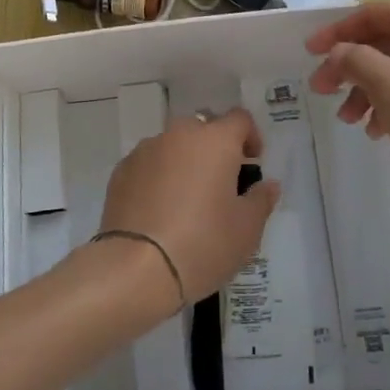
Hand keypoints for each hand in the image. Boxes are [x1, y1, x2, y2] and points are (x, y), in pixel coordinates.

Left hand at [98, 109, 281, 302]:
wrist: (134, 269)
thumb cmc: (202, 244)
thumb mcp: (246, 229)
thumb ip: (261, 200)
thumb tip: (267, 185)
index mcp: (215, 141)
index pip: (239, 119)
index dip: (250, 137)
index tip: (252, 163)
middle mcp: (179, 135)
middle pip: (204, 128)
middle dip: (215, 148)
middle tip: (220, 183)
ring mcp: (146, 150)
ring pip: (173, 145)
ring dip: (185, 161)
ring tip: (187, 200)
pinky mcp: (121, 172)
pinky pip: (149, 164)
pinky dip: (158, 177)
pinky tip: (159, 210)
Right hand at [306, 1, 389, 213]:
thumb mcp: (388, 84)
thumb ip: (354, 59)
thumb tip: (338, 53)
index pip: (375, 13)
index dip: (337, 31)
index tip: (308, 53)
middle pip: (386, 42)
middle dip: (351, 67)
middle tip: (323, 91)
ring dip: (368, 90)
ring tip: (349, 121)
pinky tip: (378, 132)